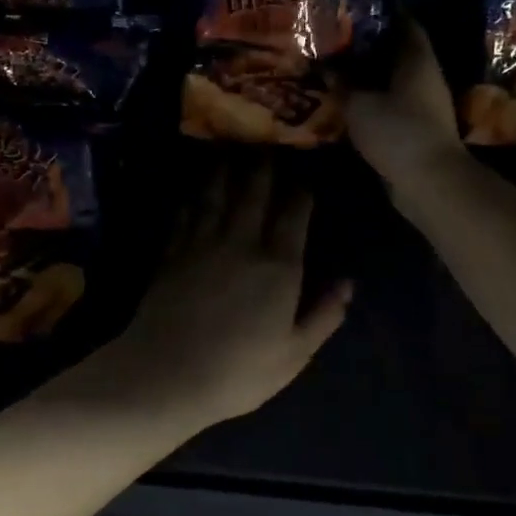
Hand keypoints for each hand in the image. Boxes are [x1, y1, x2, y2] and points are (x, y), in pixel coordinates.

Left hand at [102, 164, 351, 429]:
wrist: (166, 375)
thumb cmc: (238, 372)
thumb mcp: (294, 354)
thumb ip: (324, 315)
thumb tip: (348, 282)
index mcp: (278, 266)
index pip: (294, 213)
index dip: (301, 190)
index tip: (306, 171)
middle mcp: (241, 243)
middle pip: (254, 191)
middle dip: (264, 163)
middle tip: (268, 140)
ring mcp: (201, 244)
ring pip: (216, 193)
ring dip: (225, 168)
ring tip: (230, 147)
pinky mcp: (171, 253)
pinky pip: (184, 213)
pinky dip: (191, 196)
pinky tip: (193, 187)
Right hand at [346, 20, 469, 200]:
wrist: (428, 182)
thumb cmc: (397, 131)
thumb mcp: (359, 104)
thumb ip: (342, 83)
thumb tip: (327, 66)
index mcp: (416, 59)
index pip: (404, 22)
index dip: (382, 11)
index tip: (355, 6)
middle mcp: (424, 77)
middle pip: (397, 51)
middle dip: (369, 44)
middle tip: (336, 37)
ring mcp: (423, 105)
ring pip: (392, 80)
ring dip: (368, 75)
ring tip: (335, 67)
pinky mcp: (415, 129)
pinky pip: (390, 104)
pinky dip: (371, 100)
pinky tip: (346, 100)